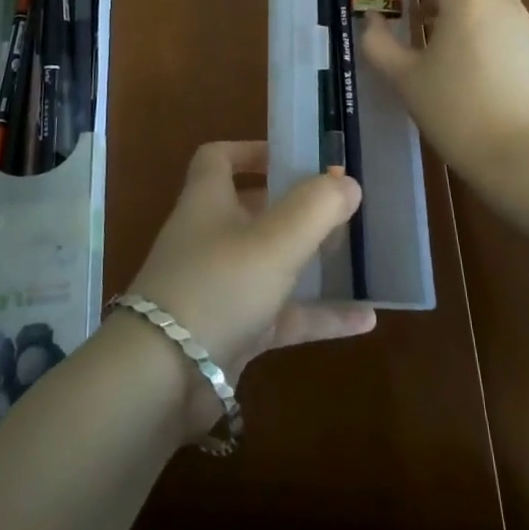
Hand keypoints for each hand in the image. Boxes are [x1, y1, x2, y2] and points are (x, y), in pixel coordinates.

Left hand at [124, 141, 375, 438]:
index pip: (218, 158)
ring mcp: (219, 287)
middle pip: (250, 209)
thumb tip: (348, 182)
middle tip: (337, 207)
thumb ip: (316, 207)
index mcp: (207, 201)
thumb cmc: (218, 286)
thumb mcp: (274, 240)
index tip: (293, 157)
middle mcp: (209, 237)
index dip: (251, 151)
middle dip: (292, 206)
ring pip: (269, 263)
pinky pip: (282, 316)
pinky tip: (365, 320)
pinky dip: (319, 315)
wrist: (162, 378)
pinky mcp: (231, 332)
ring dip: (310, 260)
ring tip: (356, 256)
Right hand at [360, 0, 528, 181]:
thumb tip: (371, 21)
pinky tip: (462, 54)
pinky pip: (504, 15)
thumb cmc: (458, 113)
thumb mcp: (405, 79)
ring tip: (432, 24)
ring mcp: (524, 25)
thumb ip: (379, 44)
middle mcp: (500, 1)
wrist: (528, 158)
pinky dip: (479, 16)